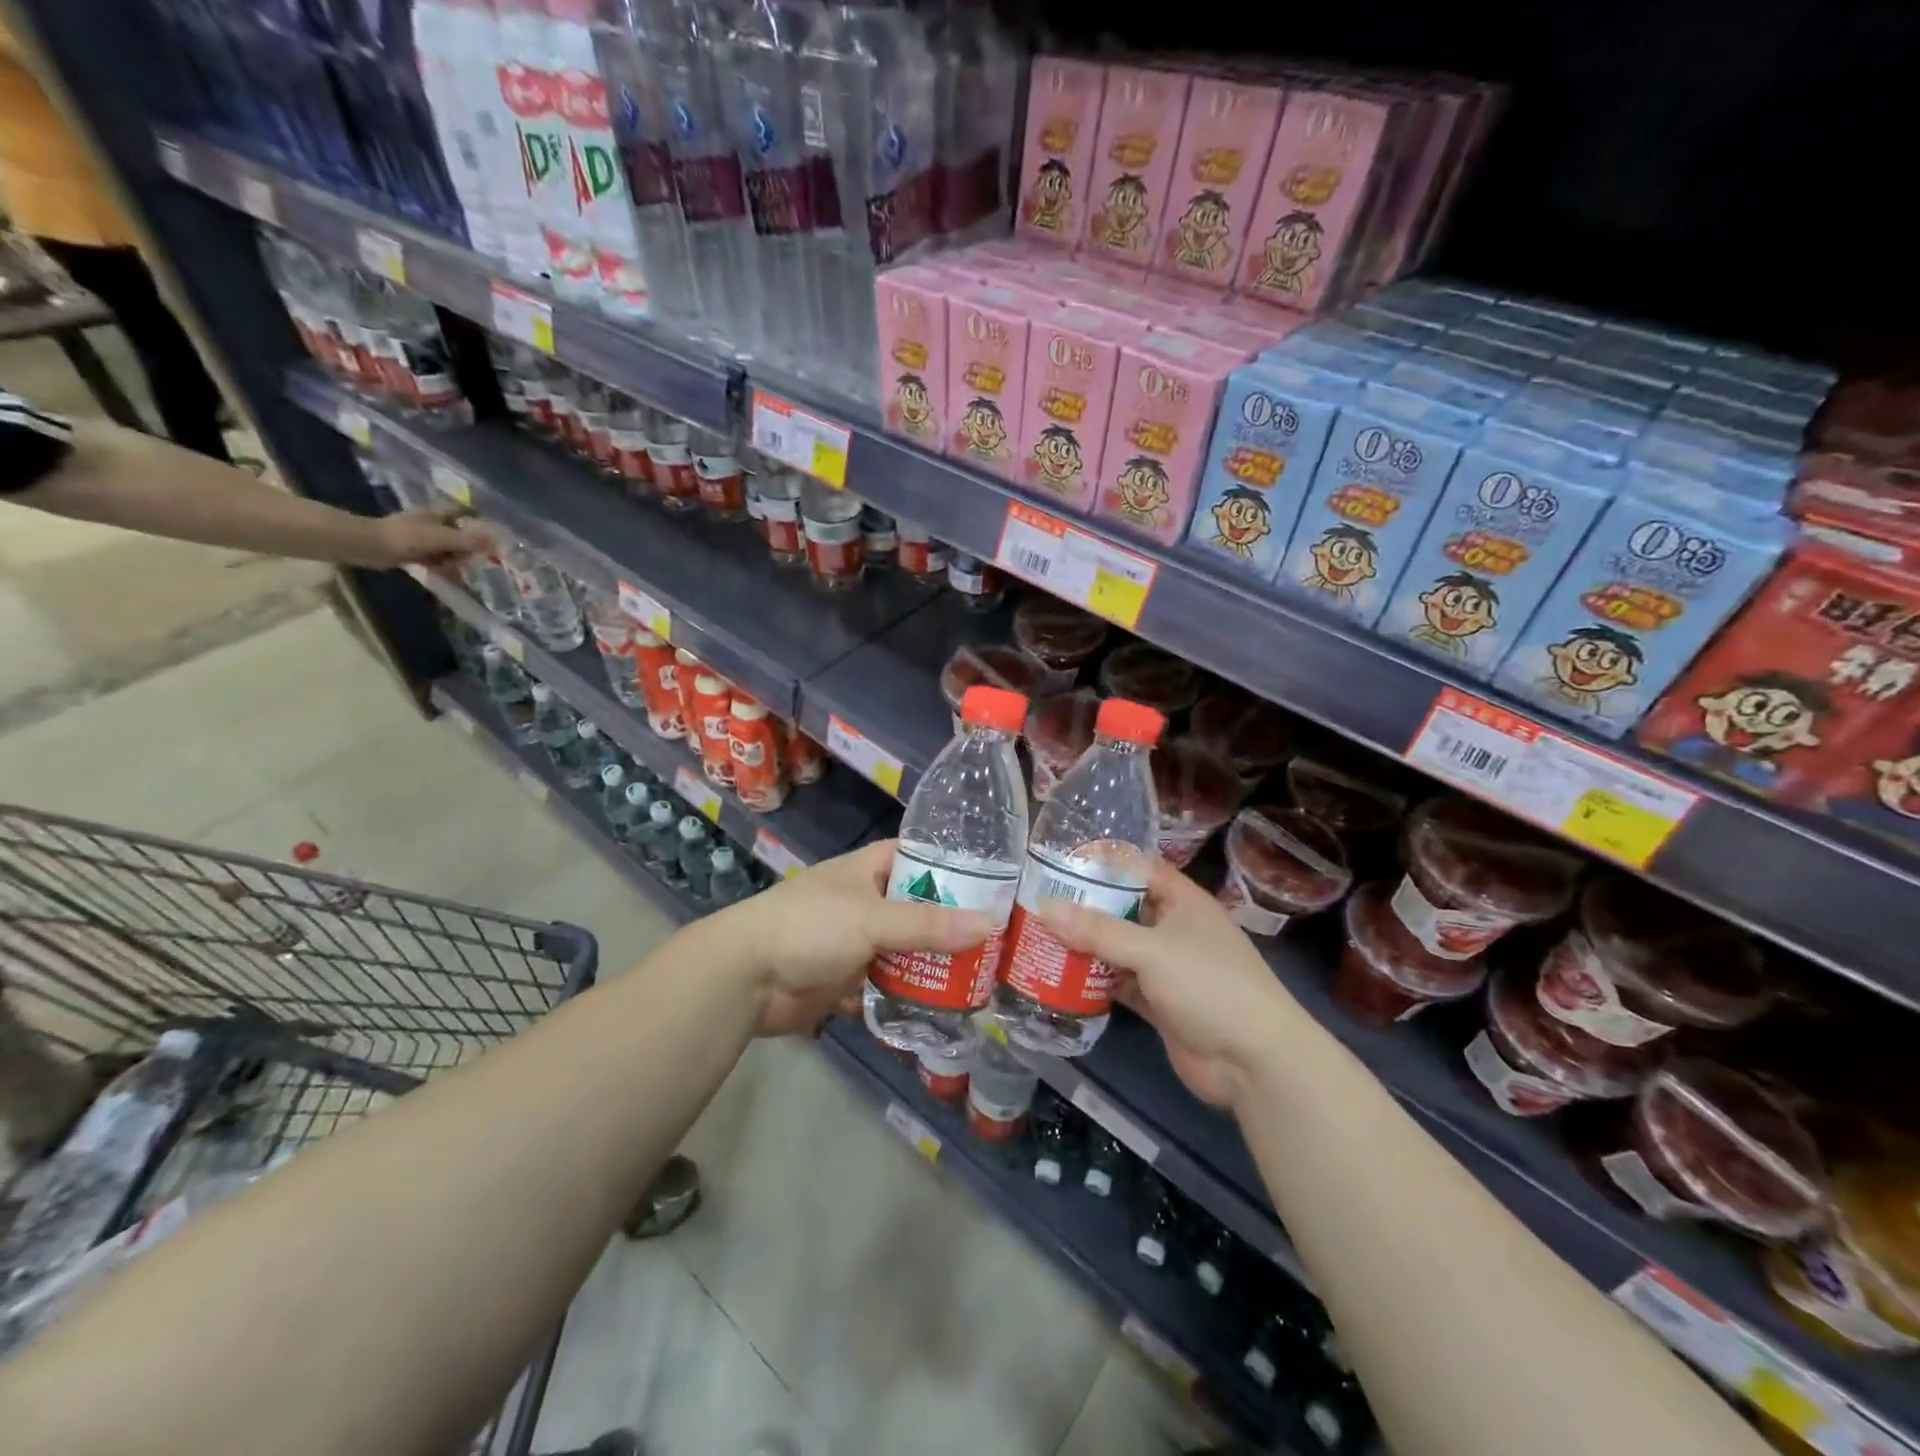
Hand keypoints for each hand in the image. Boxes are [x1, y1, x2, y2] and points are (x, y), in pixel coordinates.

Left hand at [361, 508, 492, 568]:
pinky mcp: (413, 551)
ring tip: (453, 569)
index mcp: (438, 514)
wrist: (370, 546)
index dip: (479, 520)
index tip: (492, 535)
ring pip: (449, 549)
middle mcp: (431, 523)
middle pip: (460, 534)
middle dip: (468, 547)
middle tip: (472, 559)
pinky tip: (442, 573)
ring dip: (454, 560)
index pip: (464, 513)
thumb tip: (498, 542)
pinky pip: (436, 559)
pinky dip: (441, 566)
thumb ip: (471, 541)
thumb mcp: (444, 538)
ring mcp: (421, 537)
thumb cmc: (408, 537)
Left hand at [722, 839, 994, 1035]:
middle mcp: (868, 901)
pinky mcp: (850, 977)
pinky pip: (890, 982)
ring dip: (935, 963)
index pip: (920, 857)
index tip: (997, 882)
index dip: (955, 866)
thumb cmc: (809, 927)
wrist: (746, 978)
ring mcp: (859, 941)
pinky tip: (948, 1004)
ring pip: (908, 948)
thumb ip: (928, 925)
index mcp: (869, 870)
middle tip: (1001, 939)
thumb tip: (990, 925)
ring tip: (985, 976)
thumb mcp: (872, 920)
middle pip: (920, 907)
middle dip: (953, 923)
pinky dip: (912, 992)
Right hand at [1037, 859, 1301, 1106]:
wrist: (1254, 1062)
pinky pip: (1120, 984)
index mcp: (1184, 903)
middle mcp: (1175, 930)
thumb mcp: (1152, 951)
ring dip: (1087, 946)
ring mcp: (1168, 969)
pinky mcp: (1160, 1004)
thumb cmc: (1209, 986)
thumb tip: (1046, 909)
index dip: (1106, 864)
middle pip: (1125, 910)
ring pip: (1119, 949)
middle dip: (1087, 908)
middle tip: (1039, 901)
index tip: (1062, 861)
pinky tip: (1059, 978)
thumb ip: (1098, 931)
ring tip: (1040, 936)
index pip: (1141, 870)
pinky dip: (1095, 982)